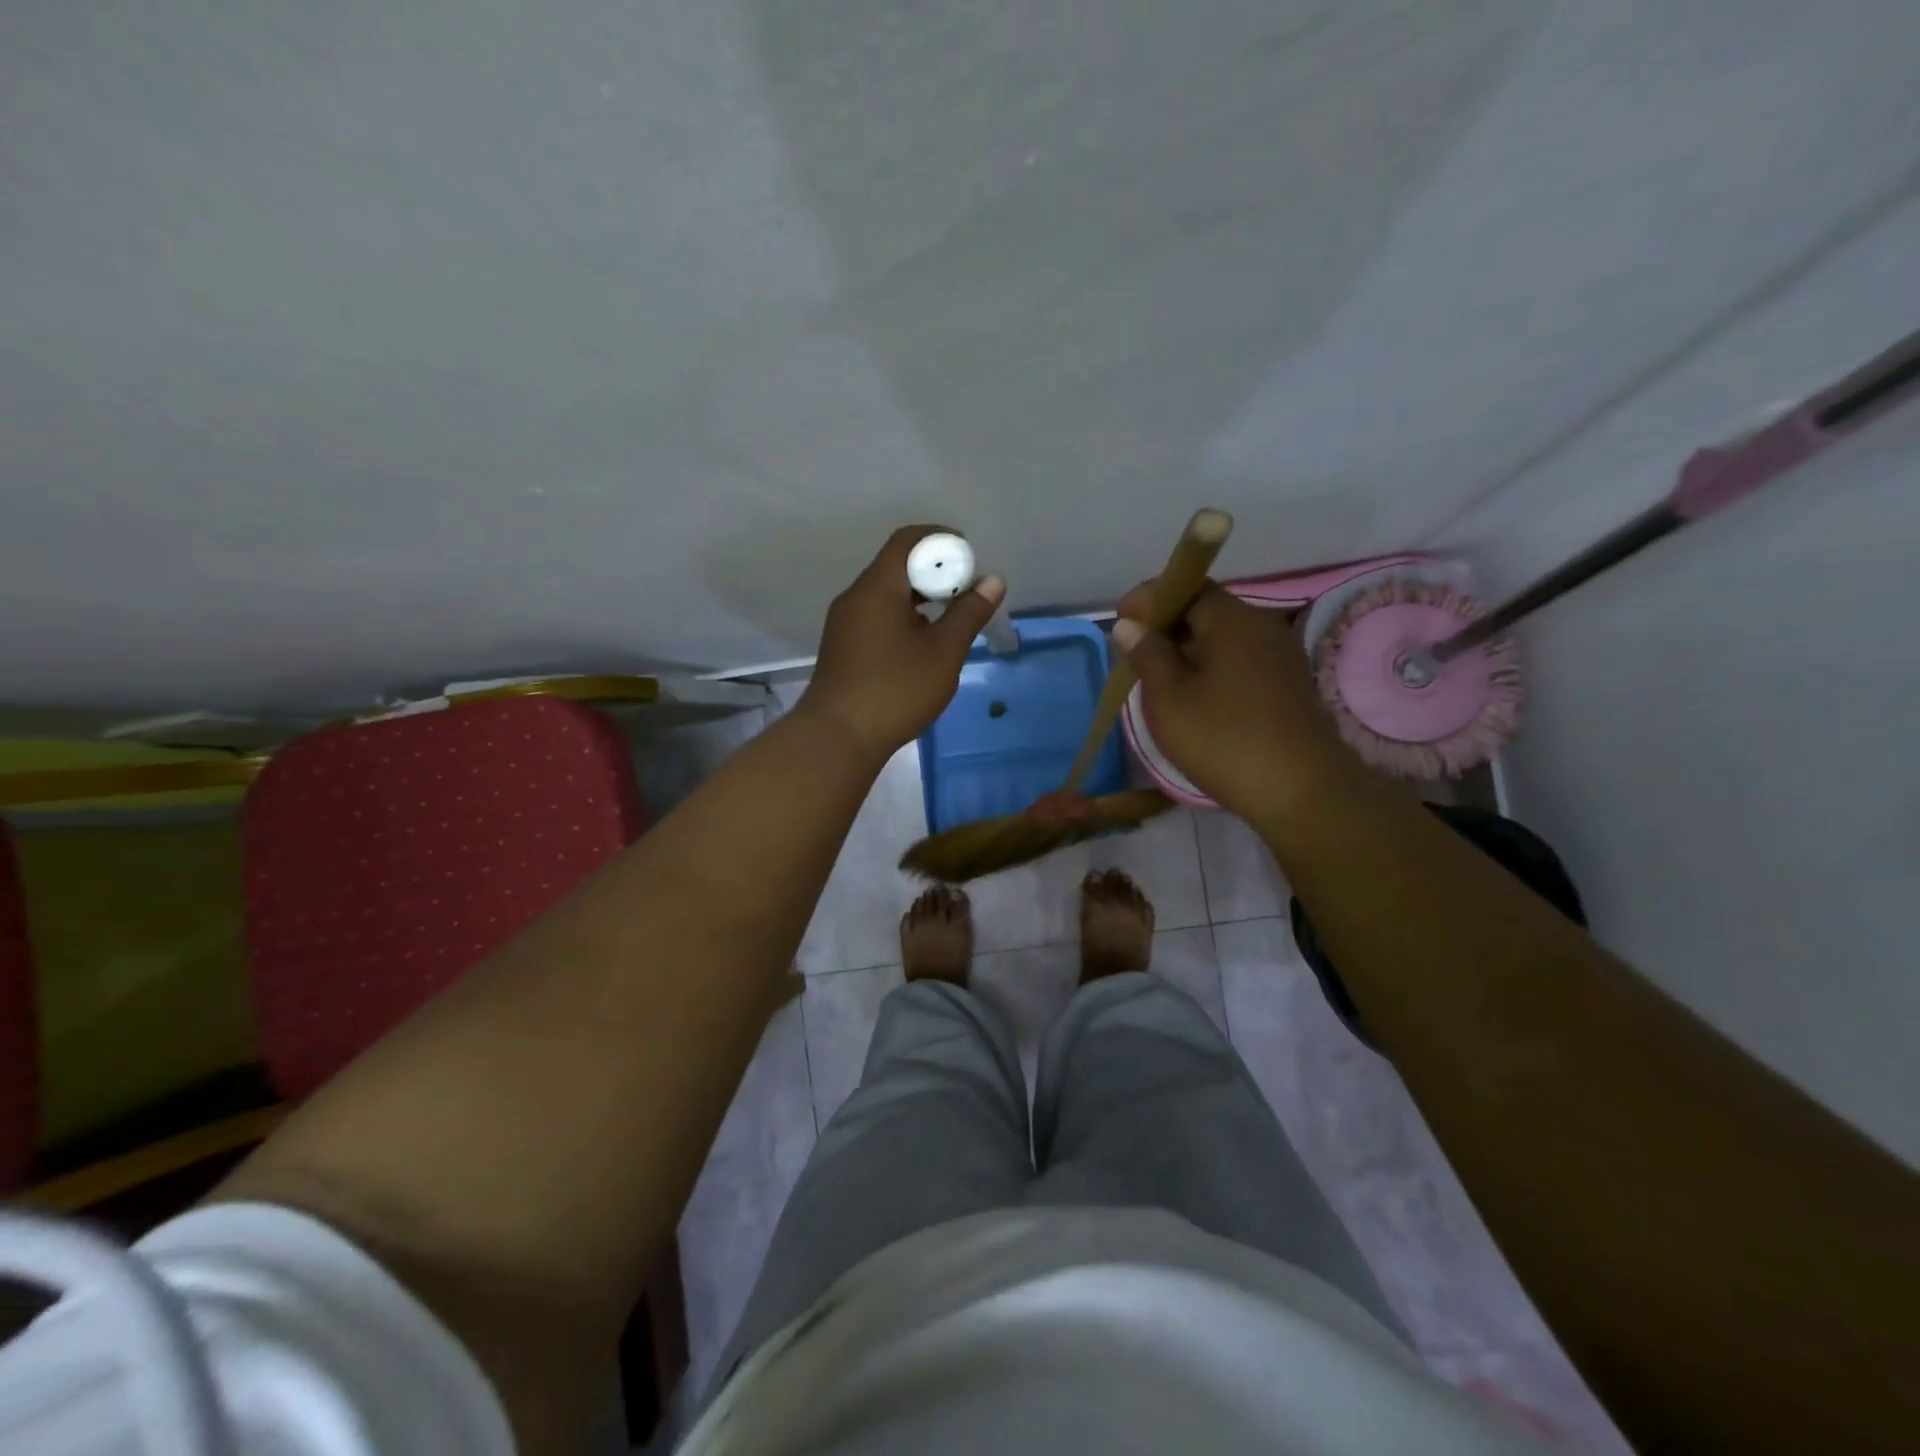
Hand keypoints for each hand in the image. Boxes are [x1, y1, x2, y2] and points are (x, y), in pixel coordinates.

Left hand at [801, 525, 1005, 760]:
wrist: (838, 737)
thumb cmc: (895, 689)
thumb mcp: (943, 652)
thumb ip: (969, 613)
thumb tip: (992, 581)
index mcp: (878, 587)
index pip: (907, 540)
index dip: (940, 540)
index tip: (969, 557)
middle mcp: (855, 597)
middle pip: (896, 567)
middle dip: (934, 572)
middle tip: (966, 593)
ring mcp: (844, 624)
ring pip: (886, 595)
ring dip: (919, 599)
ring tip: (949, 621)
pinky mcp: (842, 649)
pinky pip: (876, 618)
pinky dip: (902, 618)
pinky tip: (921, 647)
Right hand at [1112, 581, 1361, 821]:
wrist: (1302, 792)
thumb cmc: (1224, 739)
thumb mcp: (1169, 698)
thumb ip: (1147, 655)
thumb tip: (1130, 624)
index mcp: (1233, 620)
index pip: (1187, 587)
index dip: (1150, 599)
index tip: (1121, 621)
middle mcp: (1262, 627)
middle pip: (1206, 612)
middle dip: (1166, 628)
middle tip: (1135, 657)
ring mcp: (1280, 657)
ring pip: (1222, 640)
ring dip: (1188, 653)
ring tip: (1159, 683)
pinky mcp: (1288, 686)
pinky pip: (1239, 663)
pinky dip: (1211, 671)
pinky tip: (1195, 701)